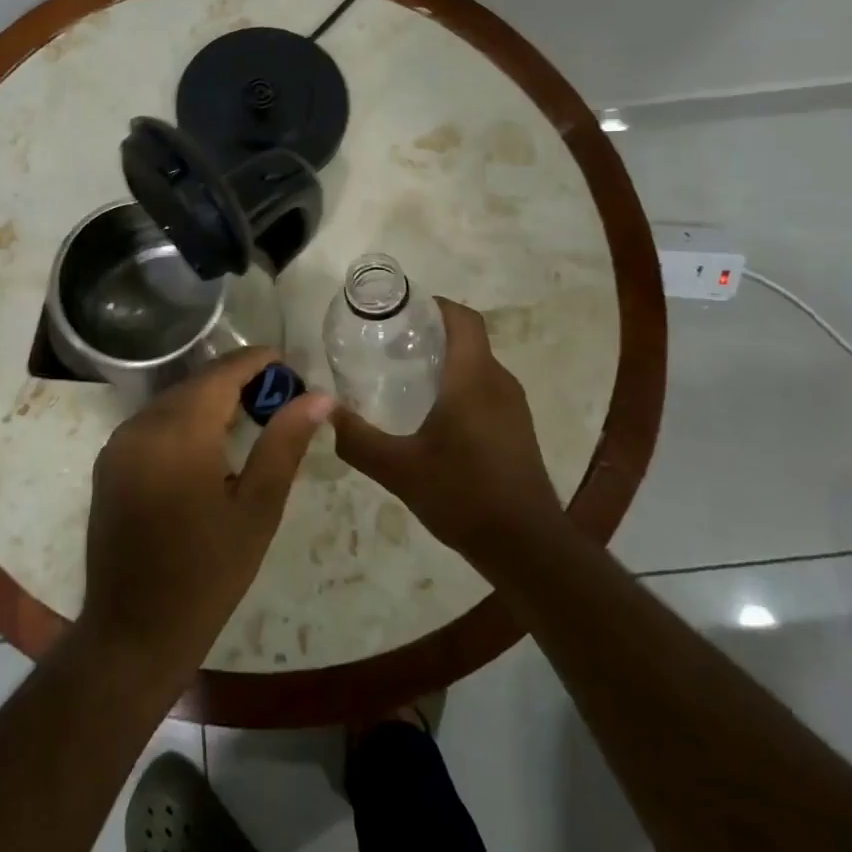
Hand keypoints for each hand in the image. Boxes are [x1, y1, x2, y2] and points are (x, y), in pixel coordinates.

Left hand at [79, 350, 332, 679]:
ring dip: (211, 399)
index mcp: (178, 432)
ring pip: (173, 401)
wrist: (134, 631)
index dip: (257, 362)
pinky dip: (184, 419)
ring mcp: (118, 443)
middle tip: (280, 396)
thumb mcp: (257, 508)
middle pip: (197, 383)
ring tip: (252, 415)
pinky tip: (209, 442)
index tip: (290, 364)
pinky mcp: (109, 462)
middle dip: (237, 380)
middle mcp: (140, 425)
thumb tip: (319, 397)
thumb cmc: (207, 574)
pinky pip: (153, 422)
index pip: (222, 373)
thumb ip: (285, 443)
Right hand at [332, 298, 559, 570]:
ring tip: (403, 377)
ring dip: (445, 362)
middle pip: (468, 339)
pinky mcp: (517, 429)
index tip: (399, 310)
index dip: (434, 305)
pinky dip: (458, 386)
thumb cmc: (463, 496)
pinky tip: (431, 416)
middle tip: (388, 345)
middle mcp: (499, 382)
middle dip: (430, 334)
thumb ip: (358, 440)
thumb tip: (325, 412)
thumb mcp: (399, 469)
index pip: (463, 319)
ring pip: (477, 365)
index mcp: (473, 378)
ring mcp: (513, 406)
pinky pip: (485, 389)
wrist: (526, 547)